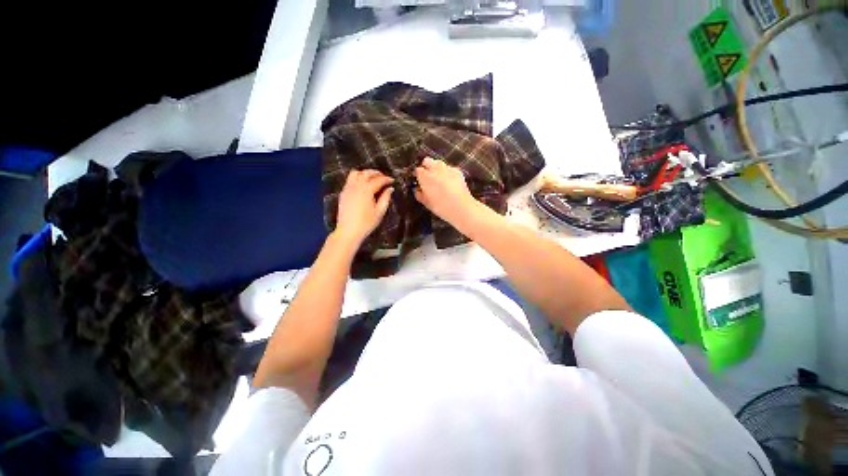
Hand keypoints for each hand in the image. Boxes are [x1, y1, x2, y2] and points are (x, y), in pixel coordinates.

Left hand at [335, 170, 393, 245]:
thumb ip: (385, 198)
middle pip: (366, 173)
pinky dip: (357, 178)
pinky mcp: (343, 193)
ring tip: (372, 179)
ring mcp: (348, 188)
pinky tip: (363, 186)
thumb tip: (390, 189)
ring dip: (365, 173)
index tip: (392, 180)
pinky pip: (350, 180)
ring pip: (356, 173)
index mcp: (366, 190)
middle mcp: (356, 186)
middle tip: (384, 177)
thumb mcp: (380, 212)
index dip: (386, 179)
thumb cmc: (366, 223)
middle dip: (376, 173)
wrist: (348, 231)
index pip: (378, 180)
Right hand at [414, 157, 478, 226]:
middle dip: (426, 167)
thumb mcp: (427, 203)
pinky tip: (449, 182)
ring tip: (438, 179)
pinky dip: (447, 172)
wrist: (462, 208)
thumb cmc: (442, 208)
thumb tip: (418, 190)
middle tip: (427, 178)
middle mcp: (436, 169)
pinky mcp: (457, 171)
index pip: (417, 170)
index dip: (417, 175)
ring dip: (436, 168)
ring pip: (438, 163)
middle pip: (427, 161)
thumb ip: (420, 194)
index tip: (418, 181)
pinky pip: (449, 168)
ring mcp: (448, 168)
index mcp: (426, 177)